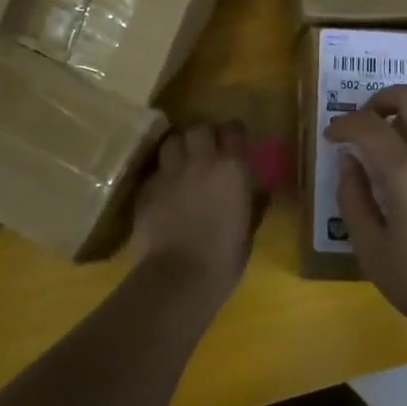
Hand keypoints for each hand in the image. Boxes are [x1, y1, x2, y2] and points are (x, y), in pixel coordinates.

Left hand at [131, 122, 254, 298]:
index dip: (233, 134)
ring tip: (182, 161)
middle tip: (206, 149)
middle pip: (198, 128)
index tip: (234, 143)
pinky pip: (156, 170)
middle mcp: (200, 160)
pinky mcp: (146, 188)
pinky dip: (162, 174)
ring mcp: (170, 172)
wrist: (179, 277)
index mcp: (232, 168)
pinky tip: (165, 189)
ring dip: (179, 147)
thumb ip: (253, 203)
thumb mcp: (248, 229)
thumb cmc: (224, 258)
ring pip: (172, 141)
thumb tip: (260, 192)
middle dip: (203, 134)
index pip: (233, 129)